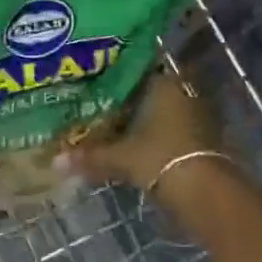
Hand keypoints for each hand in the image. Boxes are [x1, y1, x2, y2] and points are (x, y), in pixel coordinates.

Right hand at [66, 75, 219, 189]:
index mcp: (163, 83)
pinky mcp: (204, 139)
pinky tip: (138, 143)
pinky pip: (173, 128)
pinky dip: (157, 134)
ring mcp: (197, 115)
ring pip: (163, 109)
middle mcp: (183, 92)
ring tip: (114, 124)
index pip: (137, 67)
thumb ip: (90, 156)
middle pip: (150, 89)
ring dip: (144, 117)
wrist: (206, 193)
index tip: (96, 78)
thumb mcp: (120, 157)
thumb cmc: (160, 158)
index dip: (116, 73)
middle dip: (129, 98)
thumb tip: (55, 161)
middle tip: (100, 103)